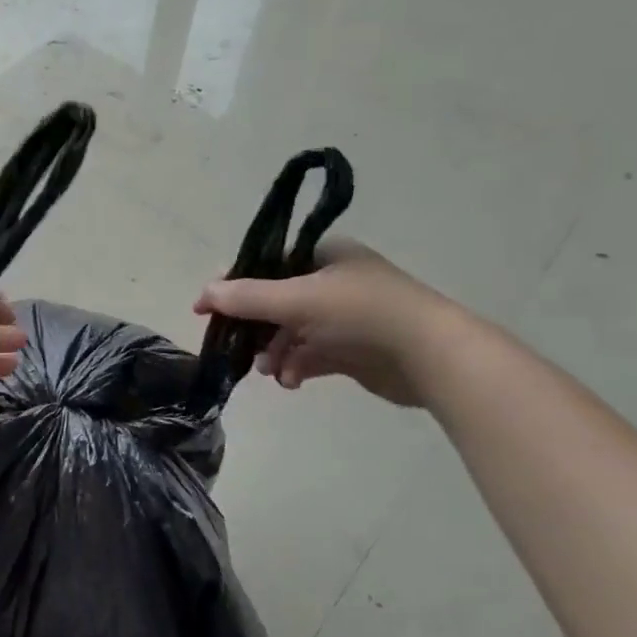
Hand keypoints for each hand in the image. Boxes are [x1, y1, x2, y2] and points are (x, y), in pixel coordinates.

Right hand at [193, 240, 465, 407]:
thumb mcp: (297, 299)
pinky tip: (290, 381)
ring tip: (269, 370)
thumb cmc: (363, 313)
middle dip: (255, 327)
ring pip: (292, 332)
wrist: (431, 356)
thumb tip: (204, 293)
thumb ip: (248, 297)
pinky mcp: (352, 349)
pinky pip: (311, 355)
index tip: (207, 309)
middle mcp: (333, 282)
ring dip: (274, 351)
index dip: (235, 284)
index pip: (267, 264)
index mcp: (324, 255)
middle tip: (233, 345)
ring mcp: (344, 317)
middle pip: (276, 301)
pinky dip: (296, 366)